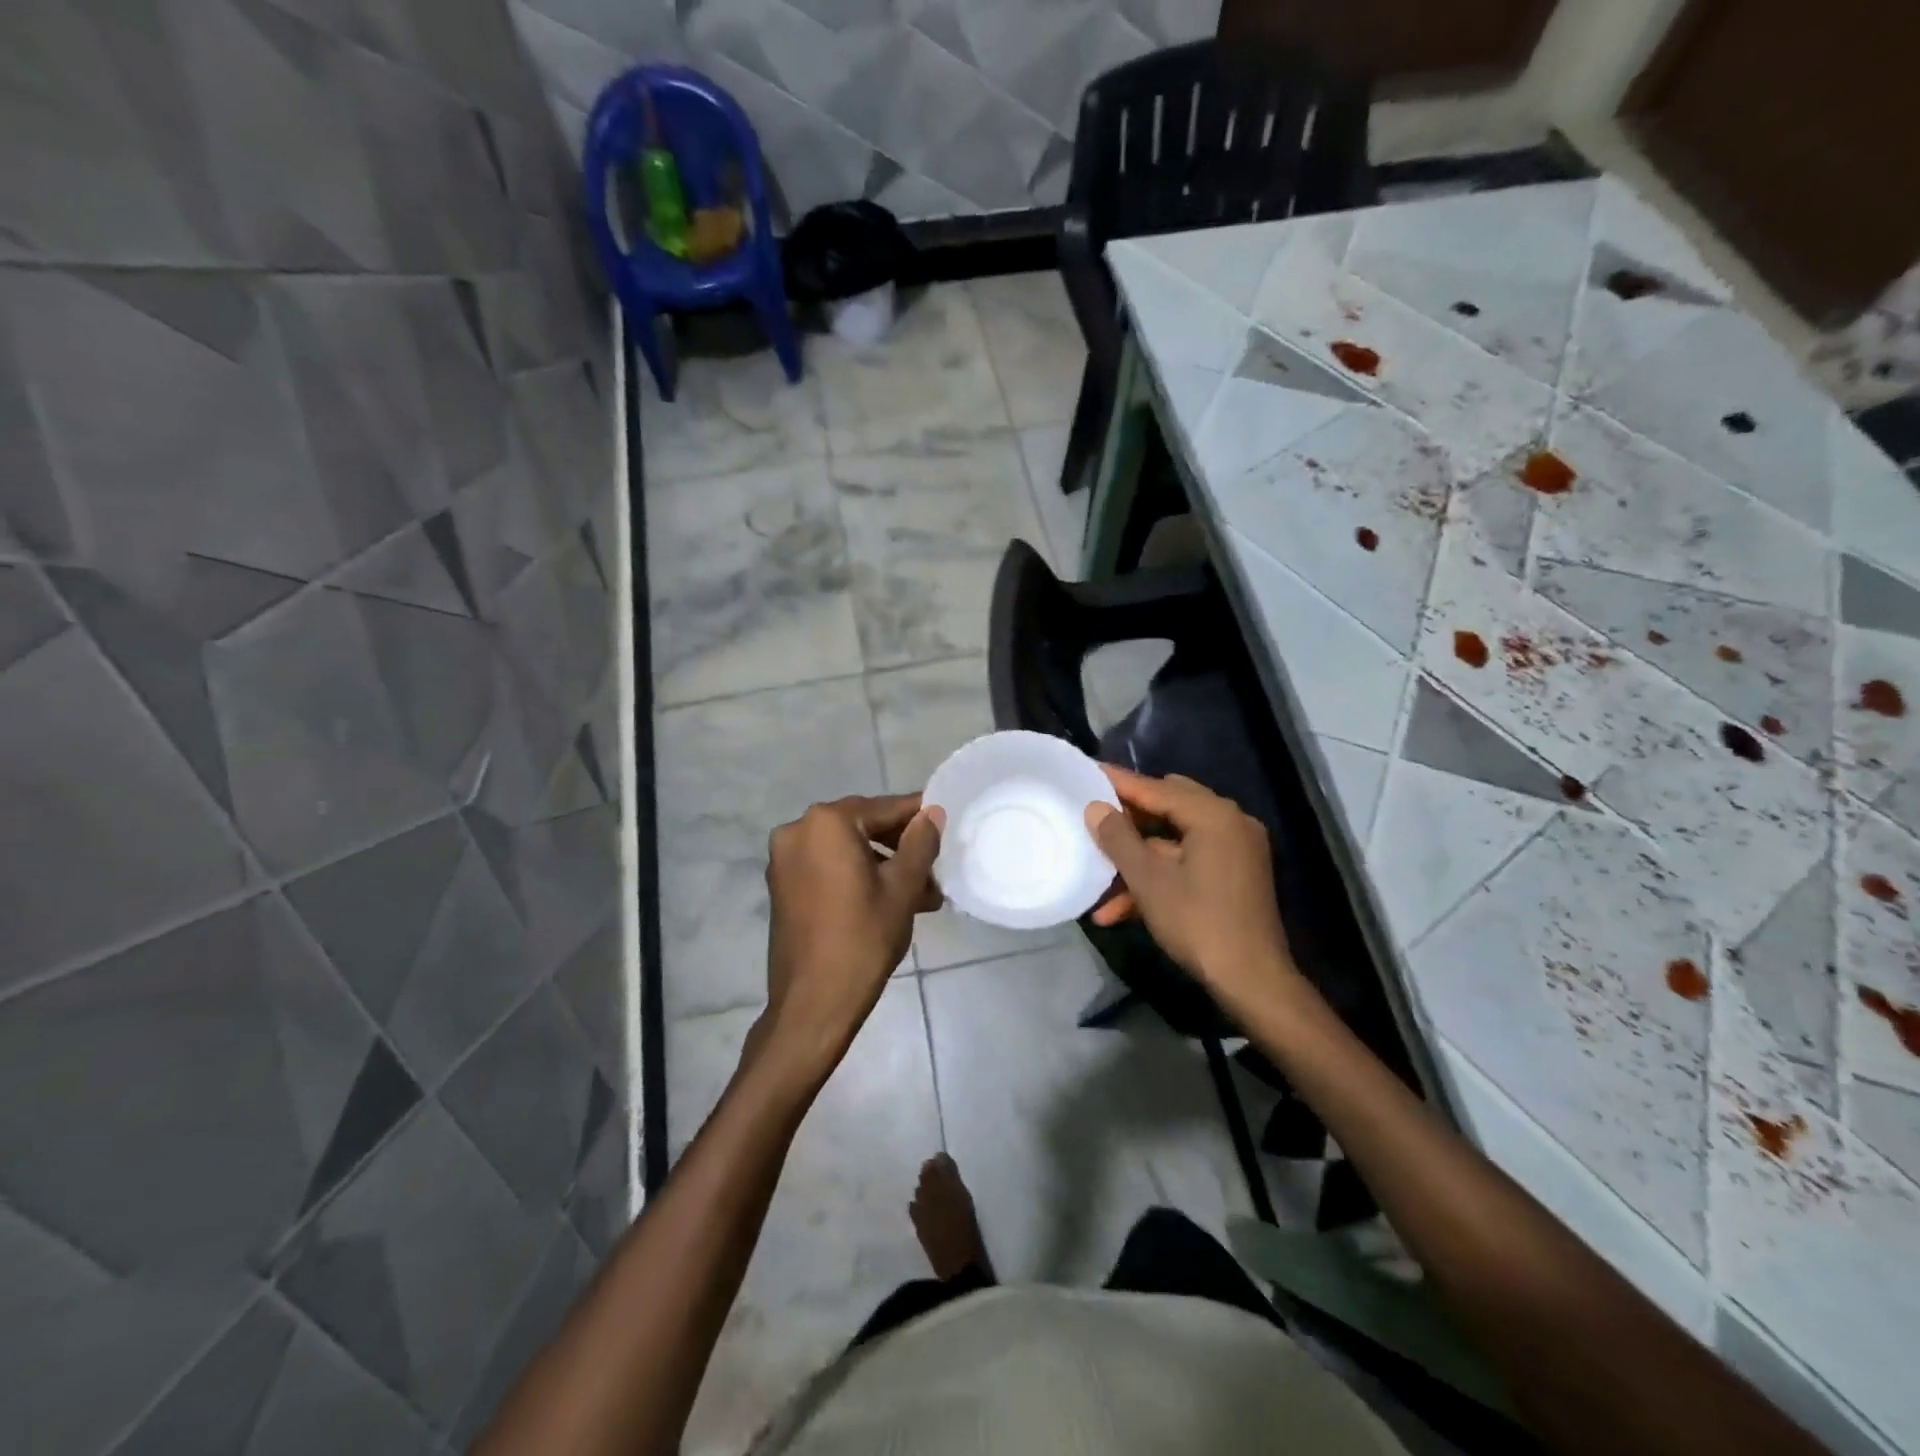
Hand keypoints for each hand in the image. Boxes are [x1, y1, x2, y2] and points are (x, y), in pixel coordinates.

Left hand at [759, 794, 942, 1076]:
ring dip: (883, 865)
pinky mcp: (782, 885)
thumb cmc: (863, 939)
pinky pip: (828, 867)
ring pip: (847, 849)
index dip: (918, 816)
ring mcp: (785, 859)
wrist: (812, 1003)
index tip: (945, 823)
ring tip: (921, 896)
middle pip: (863, 826)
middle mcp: (798, 830)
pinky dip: (857, 876)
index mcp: (827, 823)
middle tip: (935, 870)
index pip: (884, 808)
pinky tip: (889, 900)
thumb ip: (920, 843)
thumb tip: (932, 813)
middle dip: (901, 846)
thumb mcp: (903, 888)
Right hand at [1084, 767, 1296, 1008]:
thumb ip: (1118, 838)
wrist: (1252, 981)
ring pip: (1174, 842)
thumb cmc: (1198, 922)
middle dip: (1128, 820)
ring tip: (1098, 881)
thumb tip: (1096, 808)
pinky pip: (1188, 863)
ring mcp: (1235, 851)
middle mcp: (1230, 824)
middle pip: (1168, 808)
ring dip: (1138, 860)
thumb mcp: (1148, 880)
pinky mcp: (1234, 876)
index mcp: (1214, 815)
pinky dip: (1159, 877)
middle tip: (1094, 817)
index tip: (1089, 772)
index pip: (1157, 788)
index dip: (1120, 783)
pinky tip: (1121, 910)